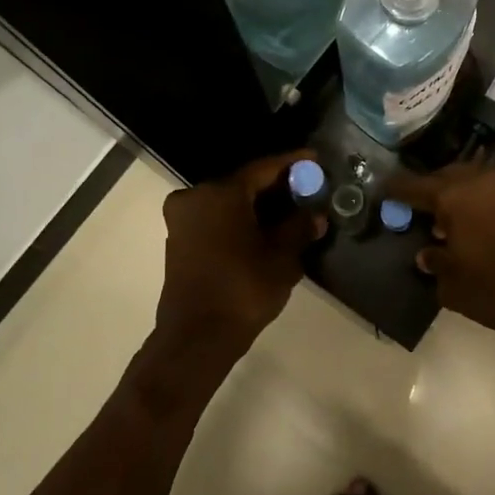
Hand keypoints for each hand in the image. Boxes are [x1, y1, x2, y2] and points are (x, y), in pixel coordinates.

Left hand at [154, 151, 326, 352]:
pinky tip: (264, 230)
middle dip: (276, 187)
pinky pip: (216, 219)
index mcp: (220, 193)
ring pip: (228, 203)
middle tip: (307, 189)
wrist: (198, 335)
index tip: (315, 159)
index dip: (292, 164)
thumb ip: (299, 229)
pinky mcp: (180, 241)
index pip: (263, 169)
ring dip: (258, 206)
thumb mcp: (281, 258)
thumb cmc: (243, 289)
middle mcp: (195, 197)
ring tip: (291, 211)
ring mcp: (183, 220)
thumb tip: (315, 216)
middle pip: (243, 184)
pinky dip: (240, 220)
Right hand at [388, 163, 494, 349]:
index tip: (383, 192)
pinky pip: (491, 192)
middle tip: (416, 209)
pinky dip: (477, 202)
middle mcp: (480, 180)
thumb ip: (435, 262)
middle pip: (445, 177)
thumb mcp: (453, 283)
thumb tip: (426, 253)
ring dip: (456, 195)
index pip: (414, 186)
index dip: (396, 191)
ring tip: (445, 221)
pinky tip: (472, 225)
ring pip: (471, 181)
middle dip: (429, 190)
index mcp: (454, 195)